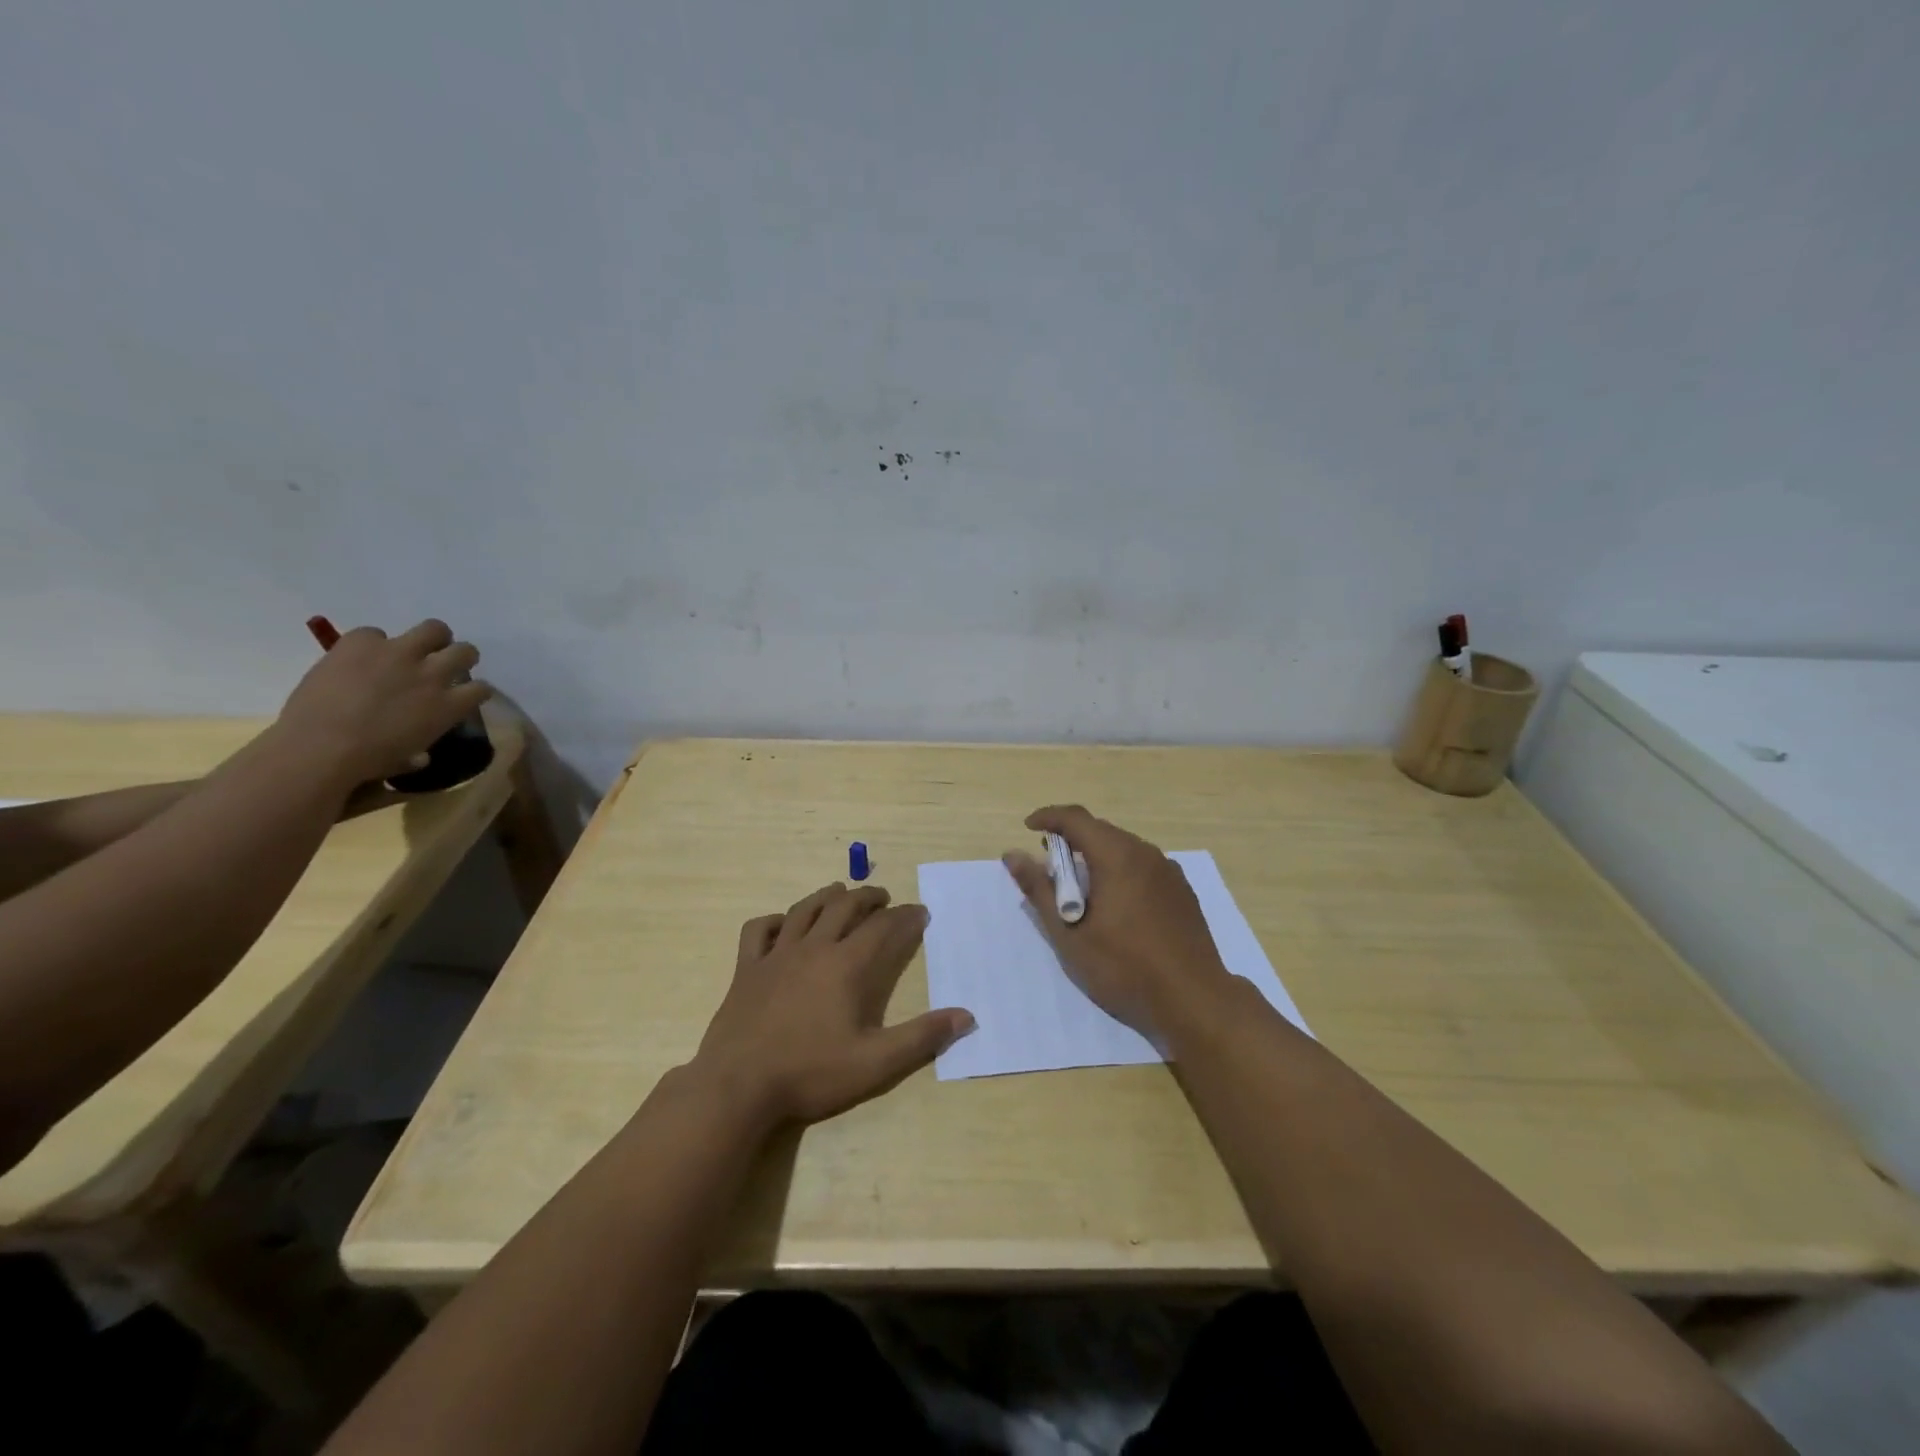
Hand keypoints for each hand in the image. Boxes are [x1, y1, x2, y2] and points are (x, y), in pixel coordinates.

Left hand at [276, 620, 491, 786]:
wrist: (318, 746)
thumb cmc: (367, 762)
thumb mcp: (405, 759)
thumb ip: (418, 752)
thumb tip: (420, 756)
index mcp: (449, 706)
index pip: (482, 688)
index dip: (475, 691)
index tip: (464, 695)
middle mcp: (432, 674)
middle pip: (466, 651)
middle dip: (460, 657)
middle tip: (443, 665)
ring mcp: (398, 653)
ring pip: (434, 628)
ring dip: (431, 638)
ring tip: (414, 649)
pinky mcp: (361, 642)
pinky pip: (374, 633)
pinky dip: (371, 644)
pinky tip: (360, 658)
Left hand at [691, 883, 974, 1129]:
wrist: (737, 1087)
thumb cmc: (810, 1074)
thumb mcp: (875, 1062)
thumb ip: (922, 1037)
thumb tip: (966, 1016)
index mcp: (846, 965)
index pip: (883, 927)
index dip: (905, 917)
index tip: (920, 912)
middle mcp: (813, 948)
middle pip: (844, 907)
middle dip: (868, 897)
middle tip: (884, 897)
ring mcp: (775, 955)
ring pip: (804, 909)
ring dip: (827, 896)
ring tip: (841, 891)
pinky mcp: (746, 969)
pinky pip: (758, 930)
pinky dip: (773, 920)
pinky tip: (782, 924)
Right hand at [1004, 805, 1234, 1043]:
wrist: (1193, 999)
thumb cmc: (1124, 967)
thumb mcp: (1070, 934)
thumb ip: (1040, 890)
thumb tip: (1013, 855)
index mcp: (1117, 856)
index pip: (1076, 818)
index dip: (1048, 817)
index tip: (1028, 828)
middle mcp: (1146, 853)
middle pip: (1101, 831)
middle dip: (1071, 839)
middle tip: (1050, 866)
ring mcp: (1169, 871)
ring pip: (1124, 848)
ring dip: (1096, 857)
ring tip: (1080, 889)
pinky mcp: (1182, 891)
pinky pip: (1143, 866)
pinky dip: (1120, 871)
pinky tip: (1116, 904)